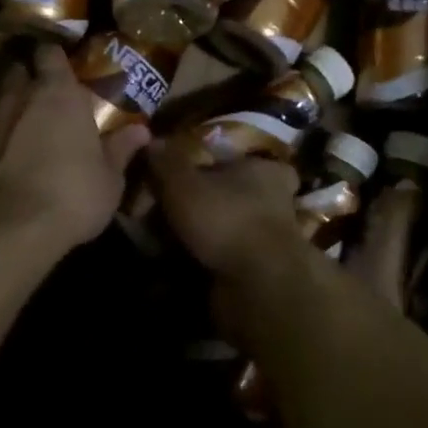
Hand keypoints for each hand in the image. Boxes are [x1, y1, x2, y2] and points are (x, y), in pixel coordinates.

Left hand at [0, 42, 149, 255]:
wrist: (7, 231)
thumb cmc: (71, 195)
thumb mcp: (109, 179)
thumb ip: (120, 150)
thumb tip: (142, 131)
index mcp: (58, 92)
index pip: (50, 53)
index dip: (54, 57)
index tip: (62, 66)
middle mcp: (19, 94)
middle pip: (16, 68)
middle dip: (24, 75)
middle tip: (37, 91)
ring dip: (0, 97)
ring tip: (12, 114)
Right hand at [144, 137, 305, 289]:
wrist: (259, 287)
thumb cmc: (226, 219)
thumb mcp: (184, 183)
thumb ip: (167, 161)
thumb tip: (152, 140)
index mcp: (265, 170)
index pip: (248, 158)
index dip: (221, 164)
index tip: (194, 172)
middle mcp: (276, 201)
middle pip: (237, 195)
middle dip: (209, 203)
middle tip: (171, 209)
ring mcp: (272, 240)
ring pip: (232, 230)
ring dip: (205, 237)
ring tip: (167, 241)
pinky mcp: (264, 273)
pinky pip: (228, 262)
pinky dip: (206, 264)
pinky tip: (178, 269)